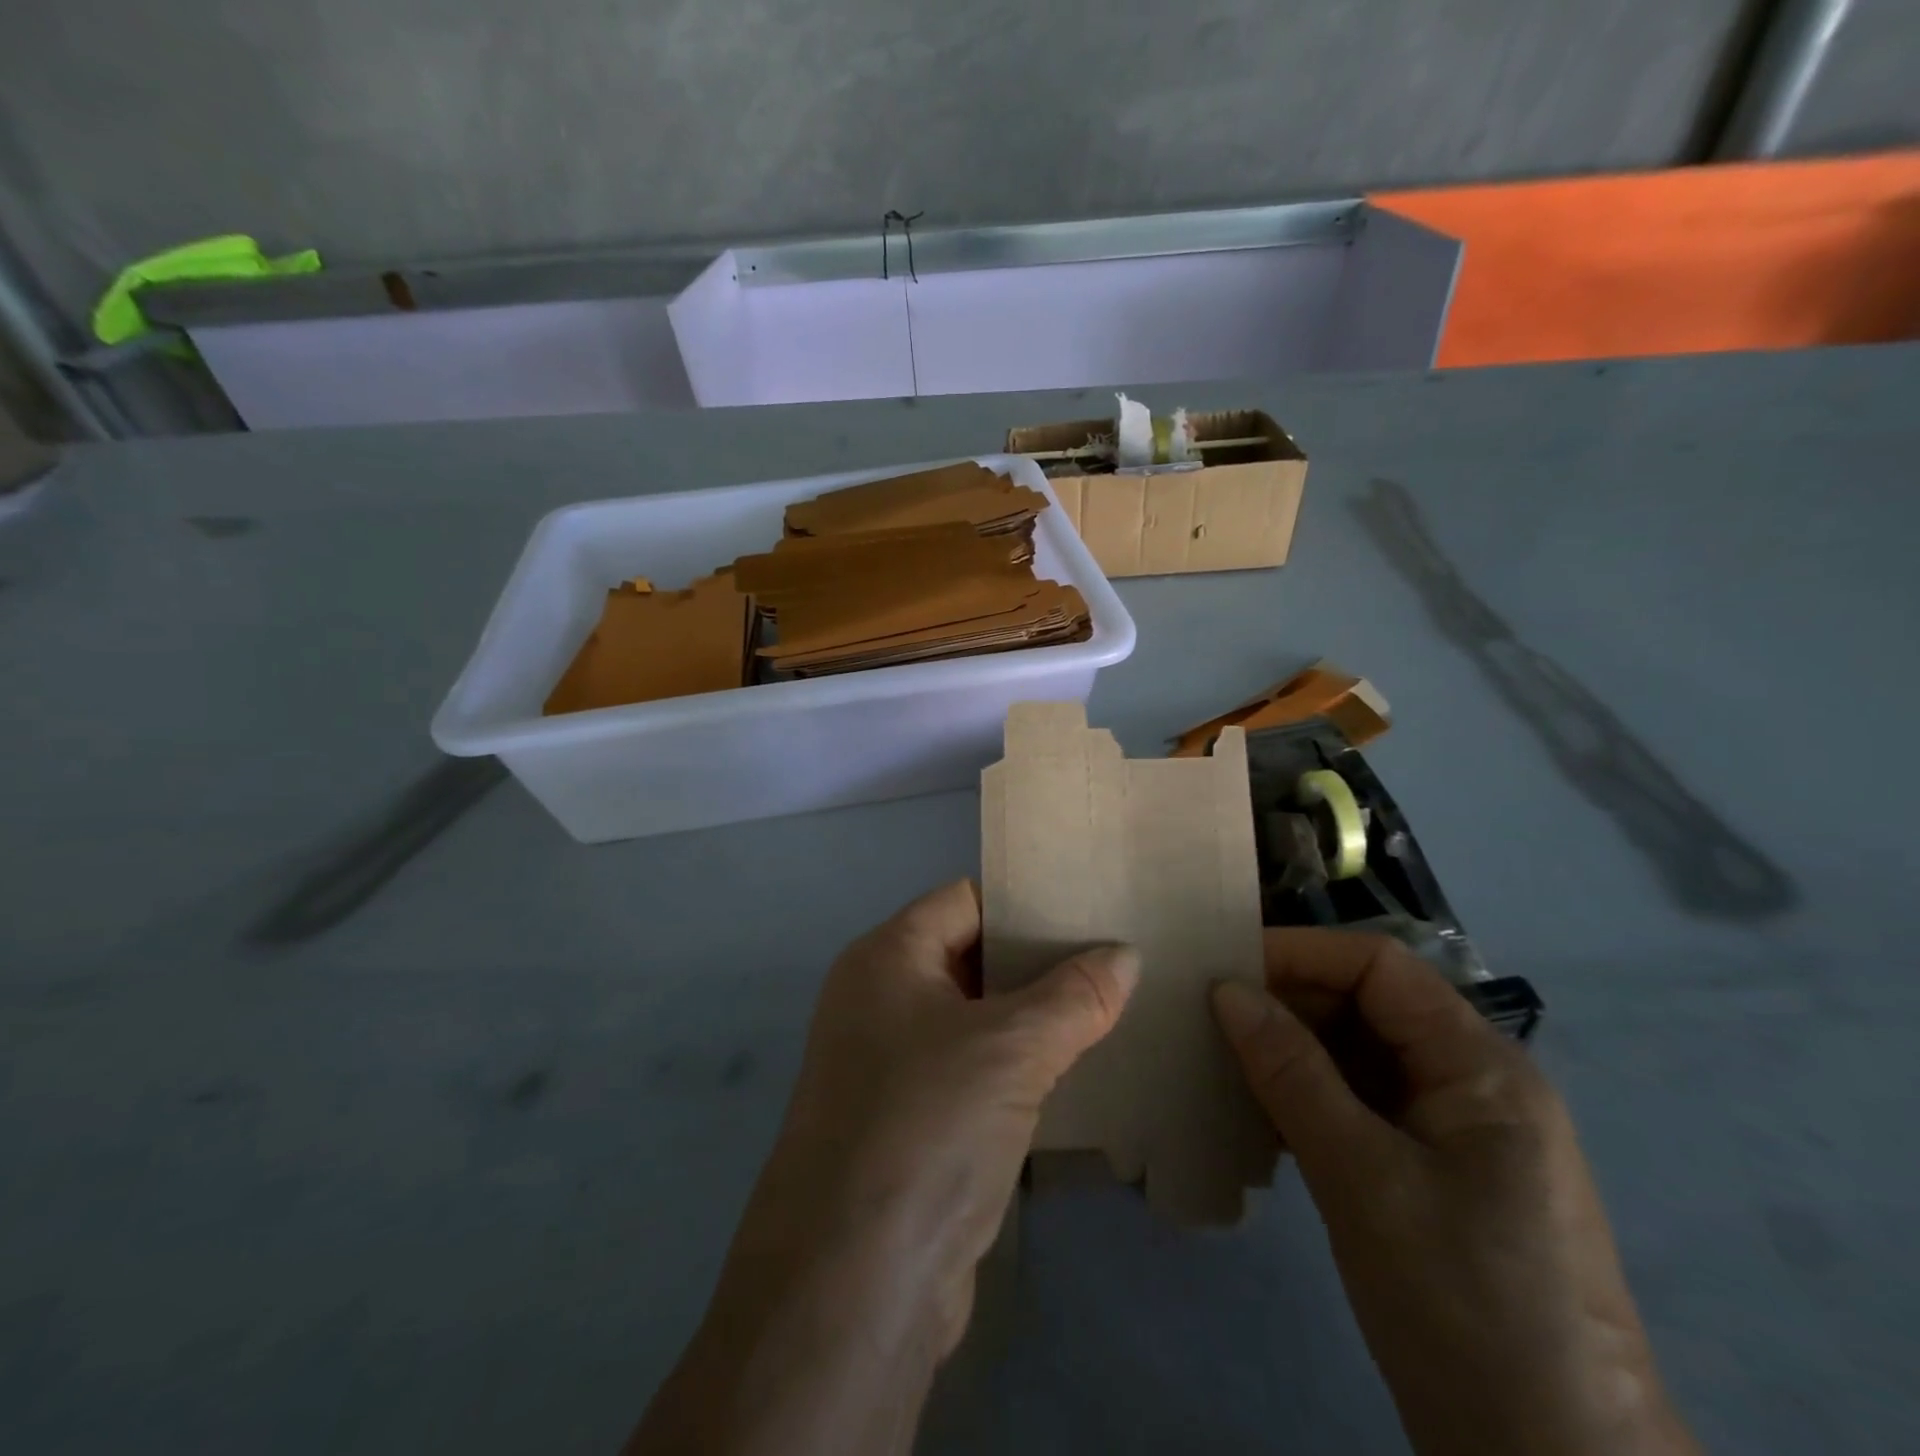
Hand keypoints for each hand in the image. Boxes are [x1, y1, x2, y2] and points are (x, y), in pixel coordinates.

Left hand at [628, 881, 1136, 1455]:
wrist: (854, 1284)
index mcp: (886, 958)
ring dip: (1033, 1020)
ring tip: (1109, 1009)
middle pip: (970, 957)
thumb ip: (1074, 995)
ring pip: (975, 1020)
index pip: (965, 900)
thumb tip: (1126, 955)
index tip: (1090, 907)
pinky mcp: (910, 1122)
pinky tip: (1075, 1074)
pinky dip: (1017, 1068)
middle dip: (1038, 962)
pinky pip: (972, 1072)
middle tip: (1114, 960)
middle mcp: (880, 1000)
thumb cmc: (928, 1126)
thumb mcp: (1012, 1048)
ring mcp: (890, 1064)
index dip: (1025, 900)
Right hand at [1212, 931, 1699, 1455]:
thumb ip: (1292, 1073)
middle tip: (1208, 1019)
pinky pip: (1360, 1108)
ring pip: (1357, 1058)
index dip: (1300, 953)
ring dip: (1290, 1054)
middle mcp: (1472, 1084)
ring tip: (1220, 1063)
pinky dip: (1306, 1101)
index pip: (1379, 966)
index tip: (1223, 968)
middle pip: (1367, 1007)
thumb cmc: (1465, 1305)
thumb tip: (1227, 989)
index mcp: (1480, 1066)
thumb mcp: (1363, 1177)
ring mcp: (1454, 1134)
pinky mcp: (1432, 1177)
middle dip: (1288, 1004)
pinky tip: (1257, 1120)